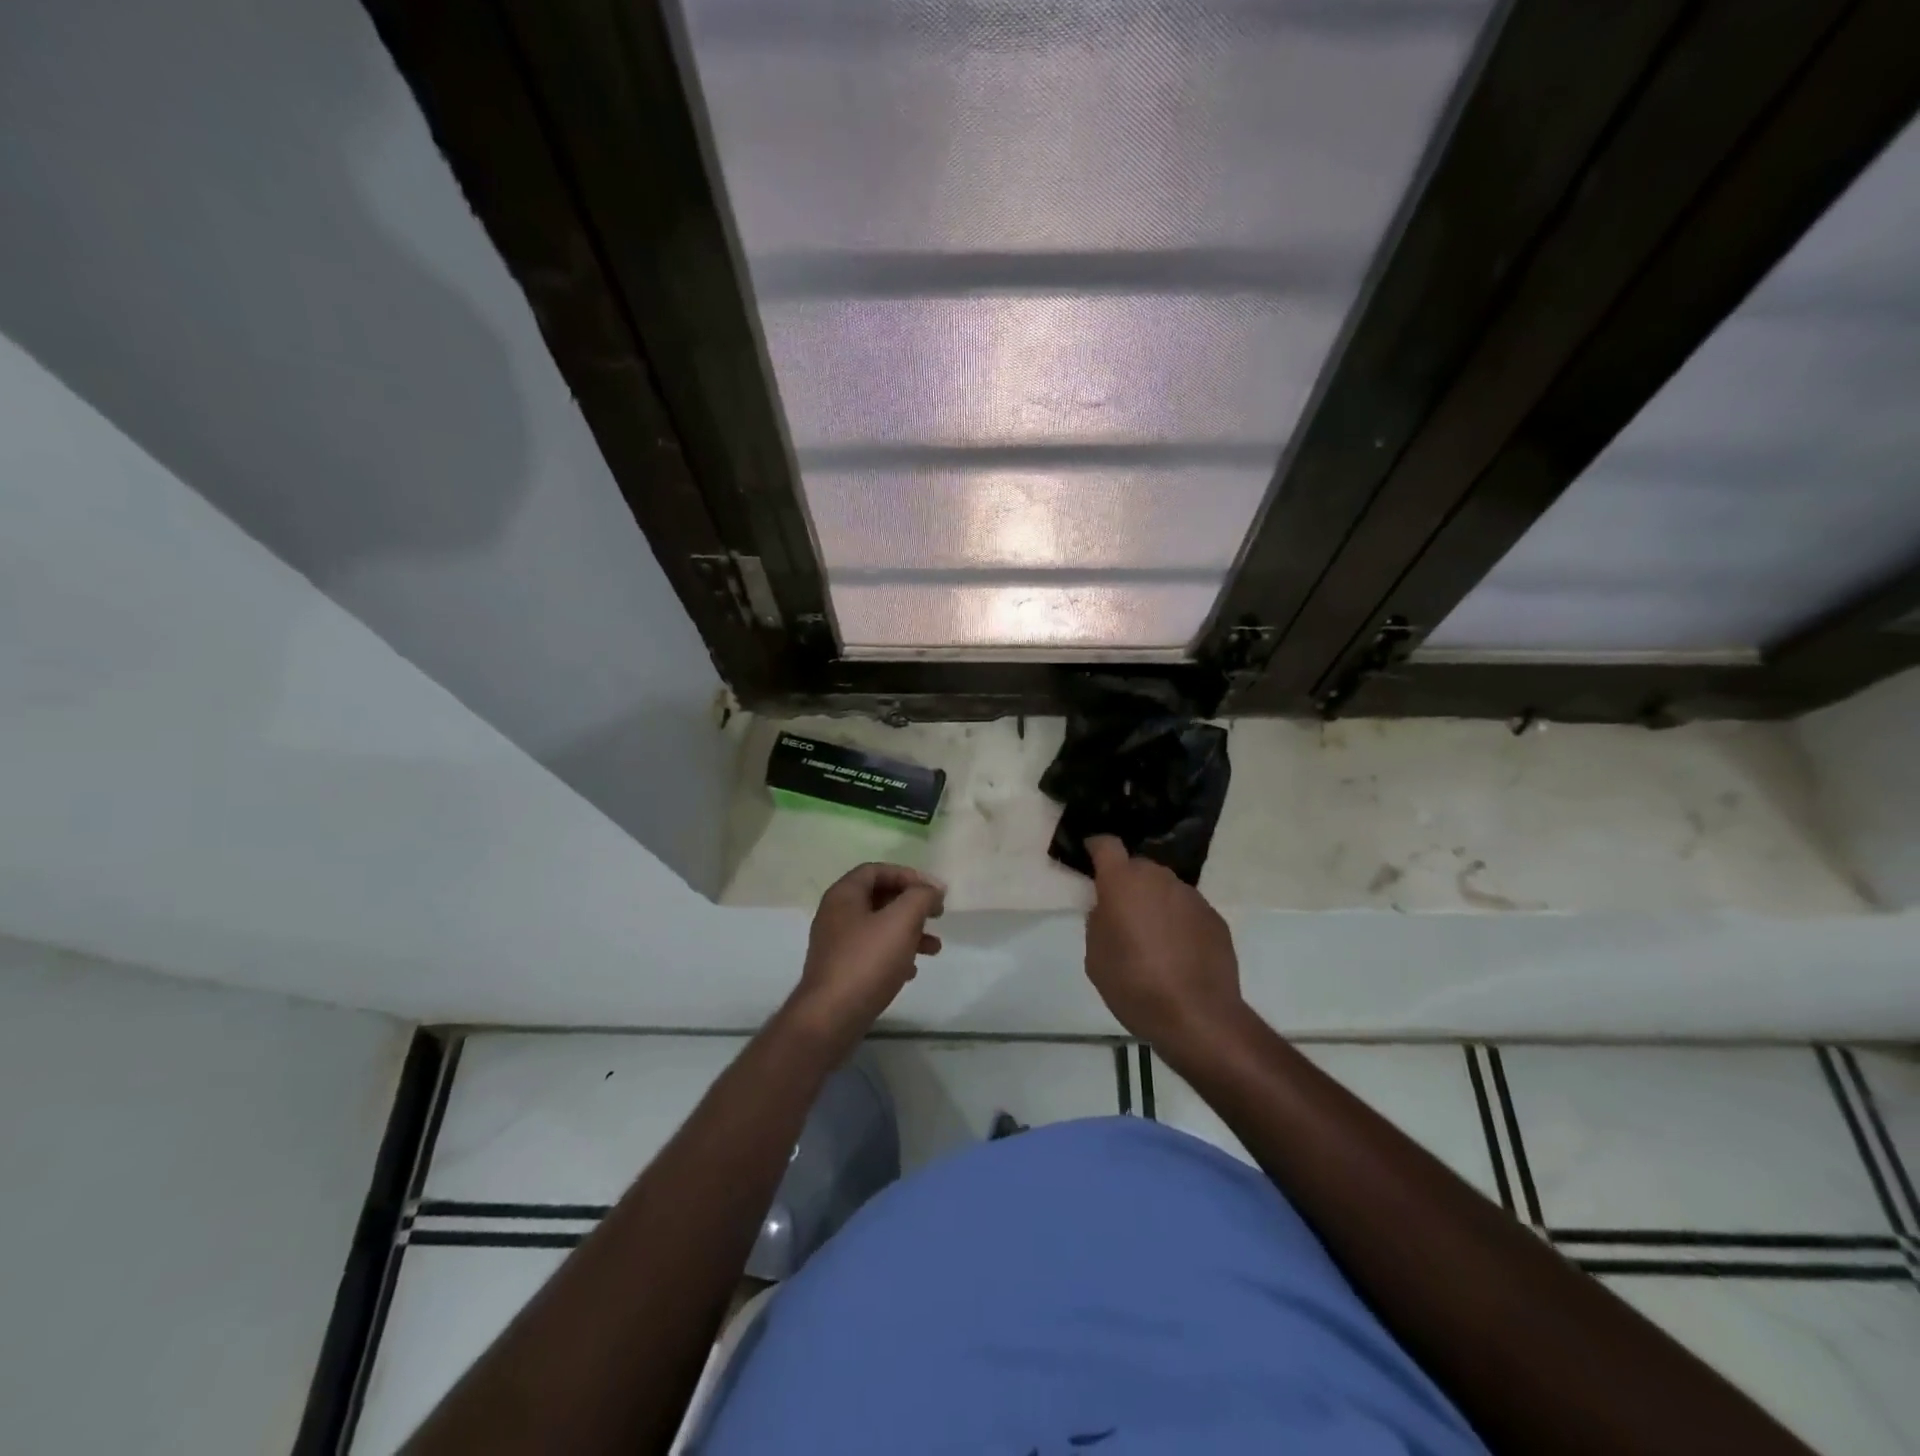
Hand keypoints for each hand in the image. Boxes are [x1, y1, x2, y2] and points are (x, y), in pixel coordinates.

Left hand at [786, 862, 943, 1055]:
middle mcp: (836, 915)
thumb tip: (932, 889)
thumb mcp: (901, 920)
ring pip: (879, 927)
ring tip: (934, 948)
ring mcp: (836, 944)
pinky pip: (872, 952)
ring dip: (909, 932)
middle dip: (912, 905)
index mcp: (844, 895)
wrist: (831, 1018)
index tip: (933, 891)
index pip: (876, 870)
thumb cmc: (867, 961)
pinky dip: (895, 955)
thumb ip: (921, 897)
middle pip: (879, 898)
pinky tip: (911, 971)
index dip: (908, 875)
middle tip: (937, 915)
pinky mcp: (841, 971)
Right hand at [1084, 836, 1243, 1055]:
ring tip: (1152, 940)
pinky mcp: (1215, 918)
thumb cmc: (1134, 984)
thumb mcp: (1096, 956)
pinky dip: (1179, 923)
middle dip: (1127, 883)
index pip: (1106, 845)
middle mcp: (1159, 879)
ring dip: (1155, 903)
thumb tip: (1108, 909)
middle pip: (1138, 867)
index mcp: (1123, 882)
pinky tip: (1178, 954)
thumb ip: (1098, 921)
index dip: (1096, 848)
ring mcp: (1191, 897)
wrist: (1197, 1017)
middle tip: (1120, 914)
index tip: (1089, 859)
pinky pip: (1187, 910)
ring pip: (1165, 888)